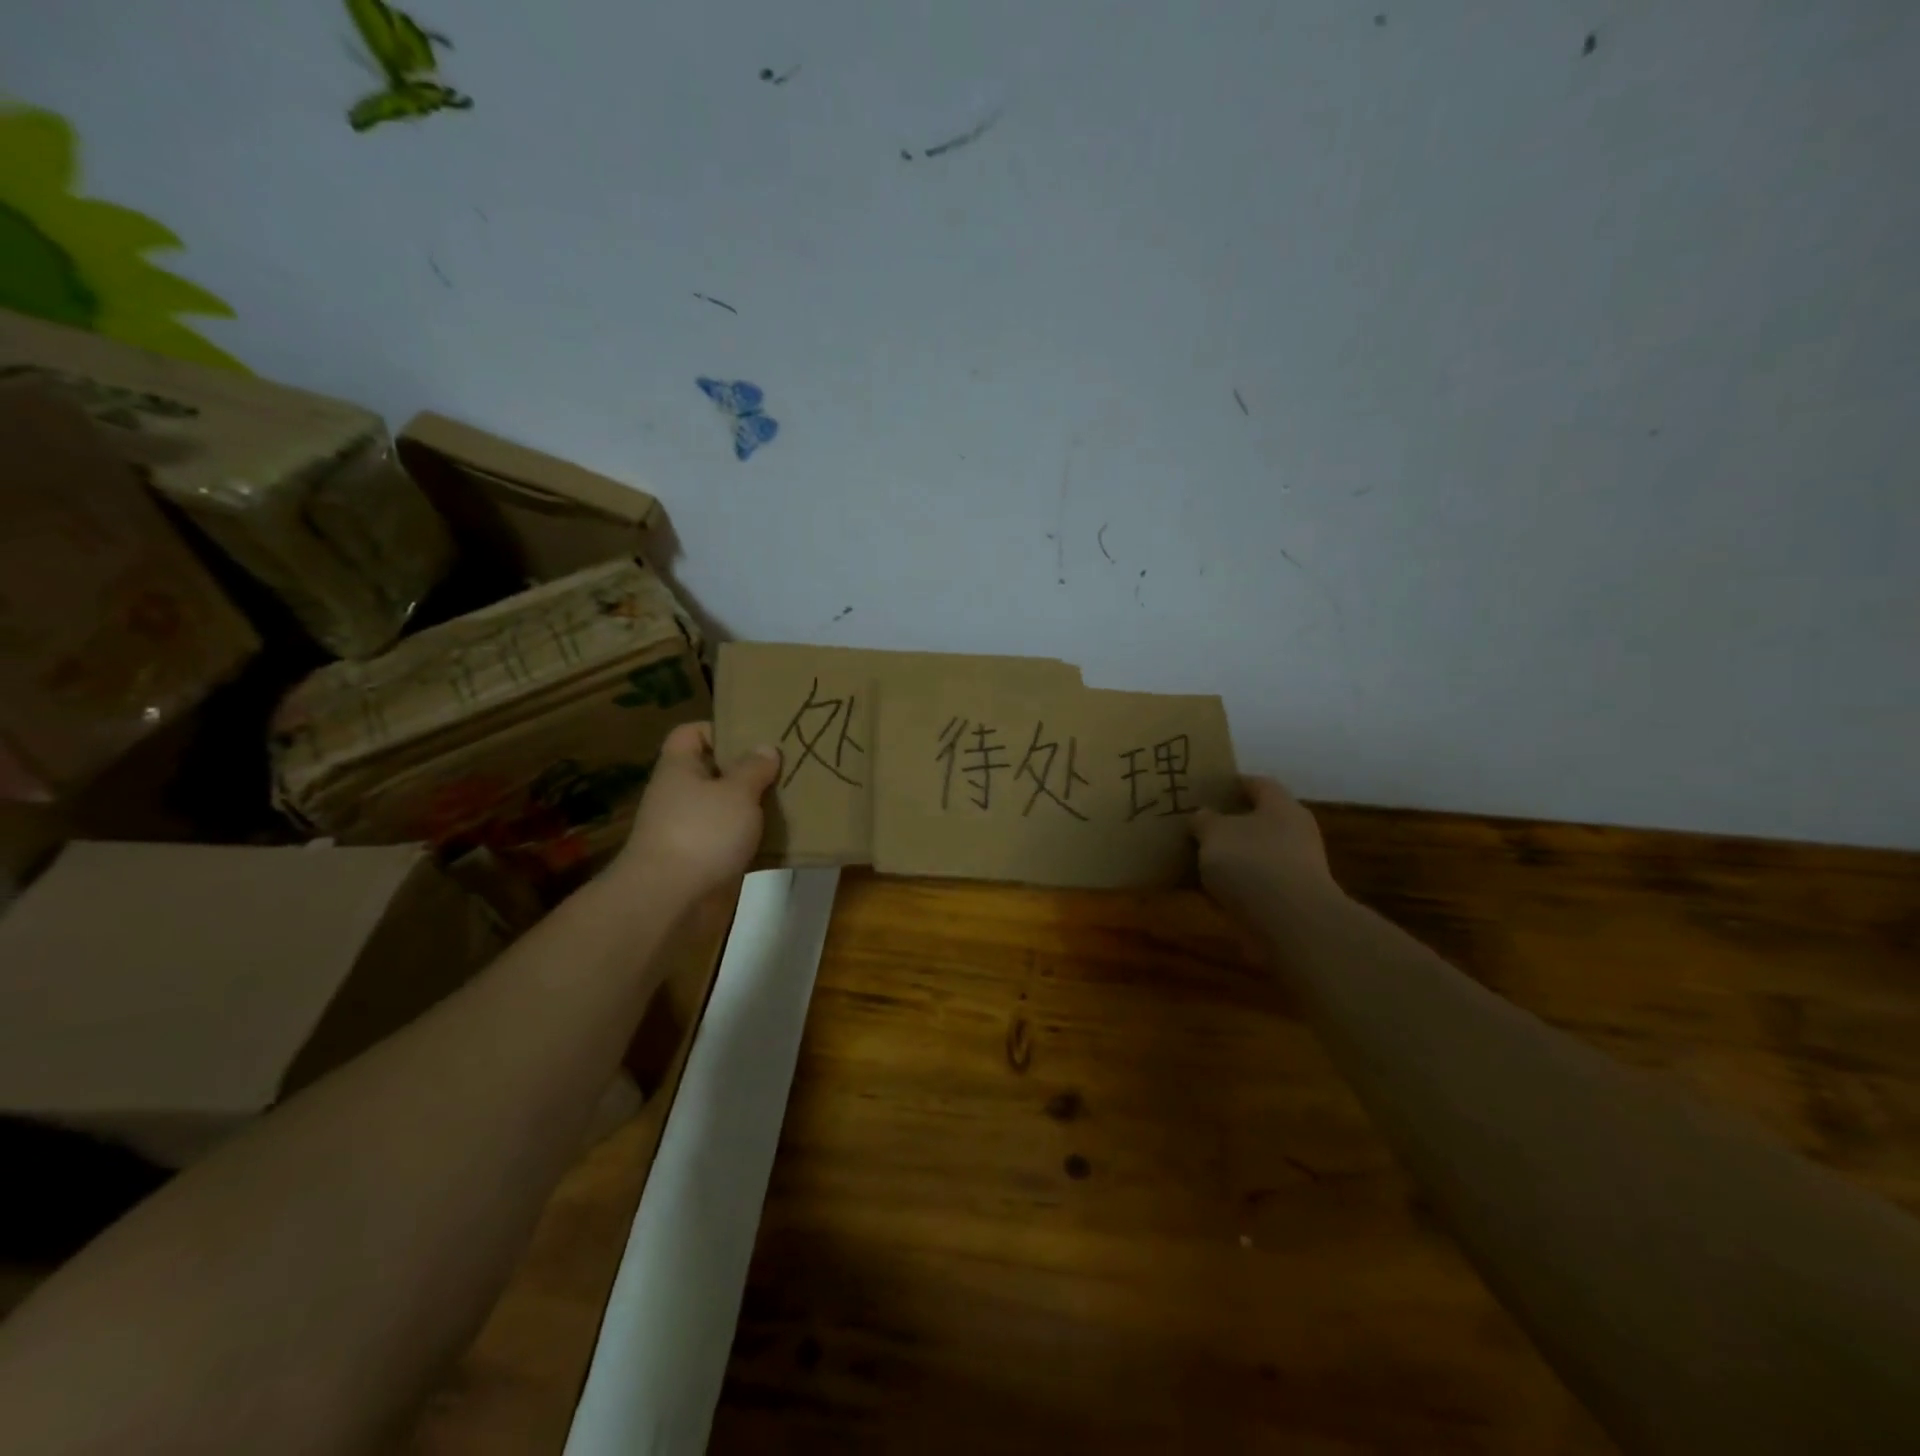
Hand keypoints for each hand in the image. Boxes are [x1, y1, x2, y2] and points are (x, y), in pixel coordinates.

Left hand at [609, 722, 779, 904]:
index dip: (720, 729)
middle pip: (714, 771)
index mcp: (680, 768)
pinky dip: (754, 841)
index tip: (756, 737)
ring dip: (755, 808)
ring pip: (727, 809)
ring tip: (792, 800)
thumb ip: (754, 768)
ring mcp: (689, 830)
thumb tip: (765, 748)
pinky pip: (732, 842)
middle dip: (749, 771)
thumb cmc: (702, 832)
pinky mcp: (702, 861)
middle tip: (787, 767)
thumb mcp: (737, 792)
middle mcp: (680, 795)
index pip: (691, 733)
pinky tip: (783, 839)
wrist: (670, 901)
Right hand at [1191, 775, 1340, 925]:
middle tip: (1196, 825)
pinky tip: (1208, 891)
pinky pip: (1254, 885)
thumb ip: (1204, 820)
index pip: (1257, 784)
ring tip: (1196, 859)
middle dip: (1227, 823)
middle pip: (1257, 821)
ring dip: (1230, 857)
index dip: (1231, 784)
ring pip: (1254, 854)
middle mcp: (1294, 833)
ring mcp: (1294, 869)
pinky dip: (1234, 886)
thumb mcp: (1214, 833)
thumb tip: (1202, 815)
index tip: (1205, 789)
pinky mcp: (1288, 901)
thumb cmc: (1252, 863)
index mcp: (1281, 806)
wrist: (1290, 925)